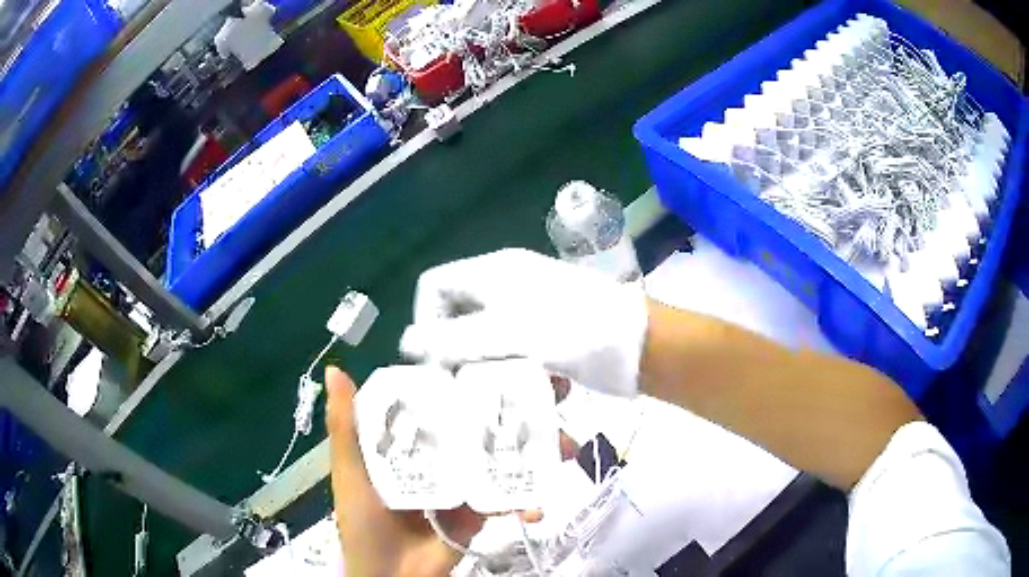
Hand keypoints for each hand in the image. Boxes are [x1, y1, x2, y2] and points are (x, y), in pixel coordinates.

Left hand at [327, 366, 581, 575]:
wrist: (389, 576)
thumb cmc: (363, 521)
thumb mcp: (350, 471)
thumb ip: (345, 426)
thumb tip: (335, 370)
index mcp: (414, 437)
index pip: (449, 396)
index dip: (480, 376)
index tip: (515, 358)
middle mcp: (444, 452)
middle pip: (489, 422)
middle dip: (527, 406)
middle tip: (558, 391)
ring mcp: (467, 481)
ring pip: (509, 456)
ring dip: (541, 451)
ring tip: (565, 448)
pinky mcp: (483, 511)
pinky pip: (512, 499)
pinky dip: (529, 501)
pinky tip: (535, 509)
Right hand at [400, 248, 648, 395]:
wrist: (638, 344)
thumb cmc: (570, 331)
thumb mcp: (504, 335)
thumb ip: (451, 340)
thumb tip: (405, 343)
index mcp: (491, 273)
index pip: (433, 286)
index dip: (426, 321)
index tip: (440, 360)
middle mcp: (506, 284)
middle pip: (459, 314)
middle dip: (460, 351)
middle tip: (467, 384)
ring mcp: (530, 306)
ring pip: (488, 338)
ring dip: (492, 368)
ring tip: (504, 392)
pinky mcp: (550, 330)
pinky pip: (517, 350)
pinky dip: (521, 371)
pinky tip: (542, 390)